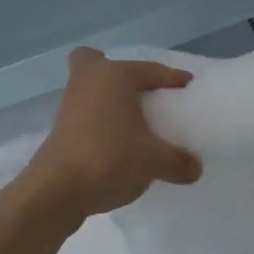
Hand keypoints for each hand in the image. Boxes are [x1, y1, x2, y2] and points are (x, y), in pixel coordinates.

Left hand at [24, 48, 202, 216]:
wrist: (57, 191)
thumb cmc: (110, 158)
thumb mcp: (155, 160)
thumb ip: (179, 161)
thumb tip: (196, 168)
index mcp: (114, 76)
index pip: (150, 70)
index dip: (172, 78)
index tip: (188, 85)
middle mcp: (88, 82)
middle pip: (94, 61)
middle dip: (114, 71)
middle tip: (138, 90)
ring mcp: (69, 105)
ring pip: (88, 88)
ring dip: (108, 100)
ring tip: (134, 122)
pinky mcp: (60, 130)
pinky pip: (85, 113)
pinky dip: (100, 121)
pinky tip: (117, 142)